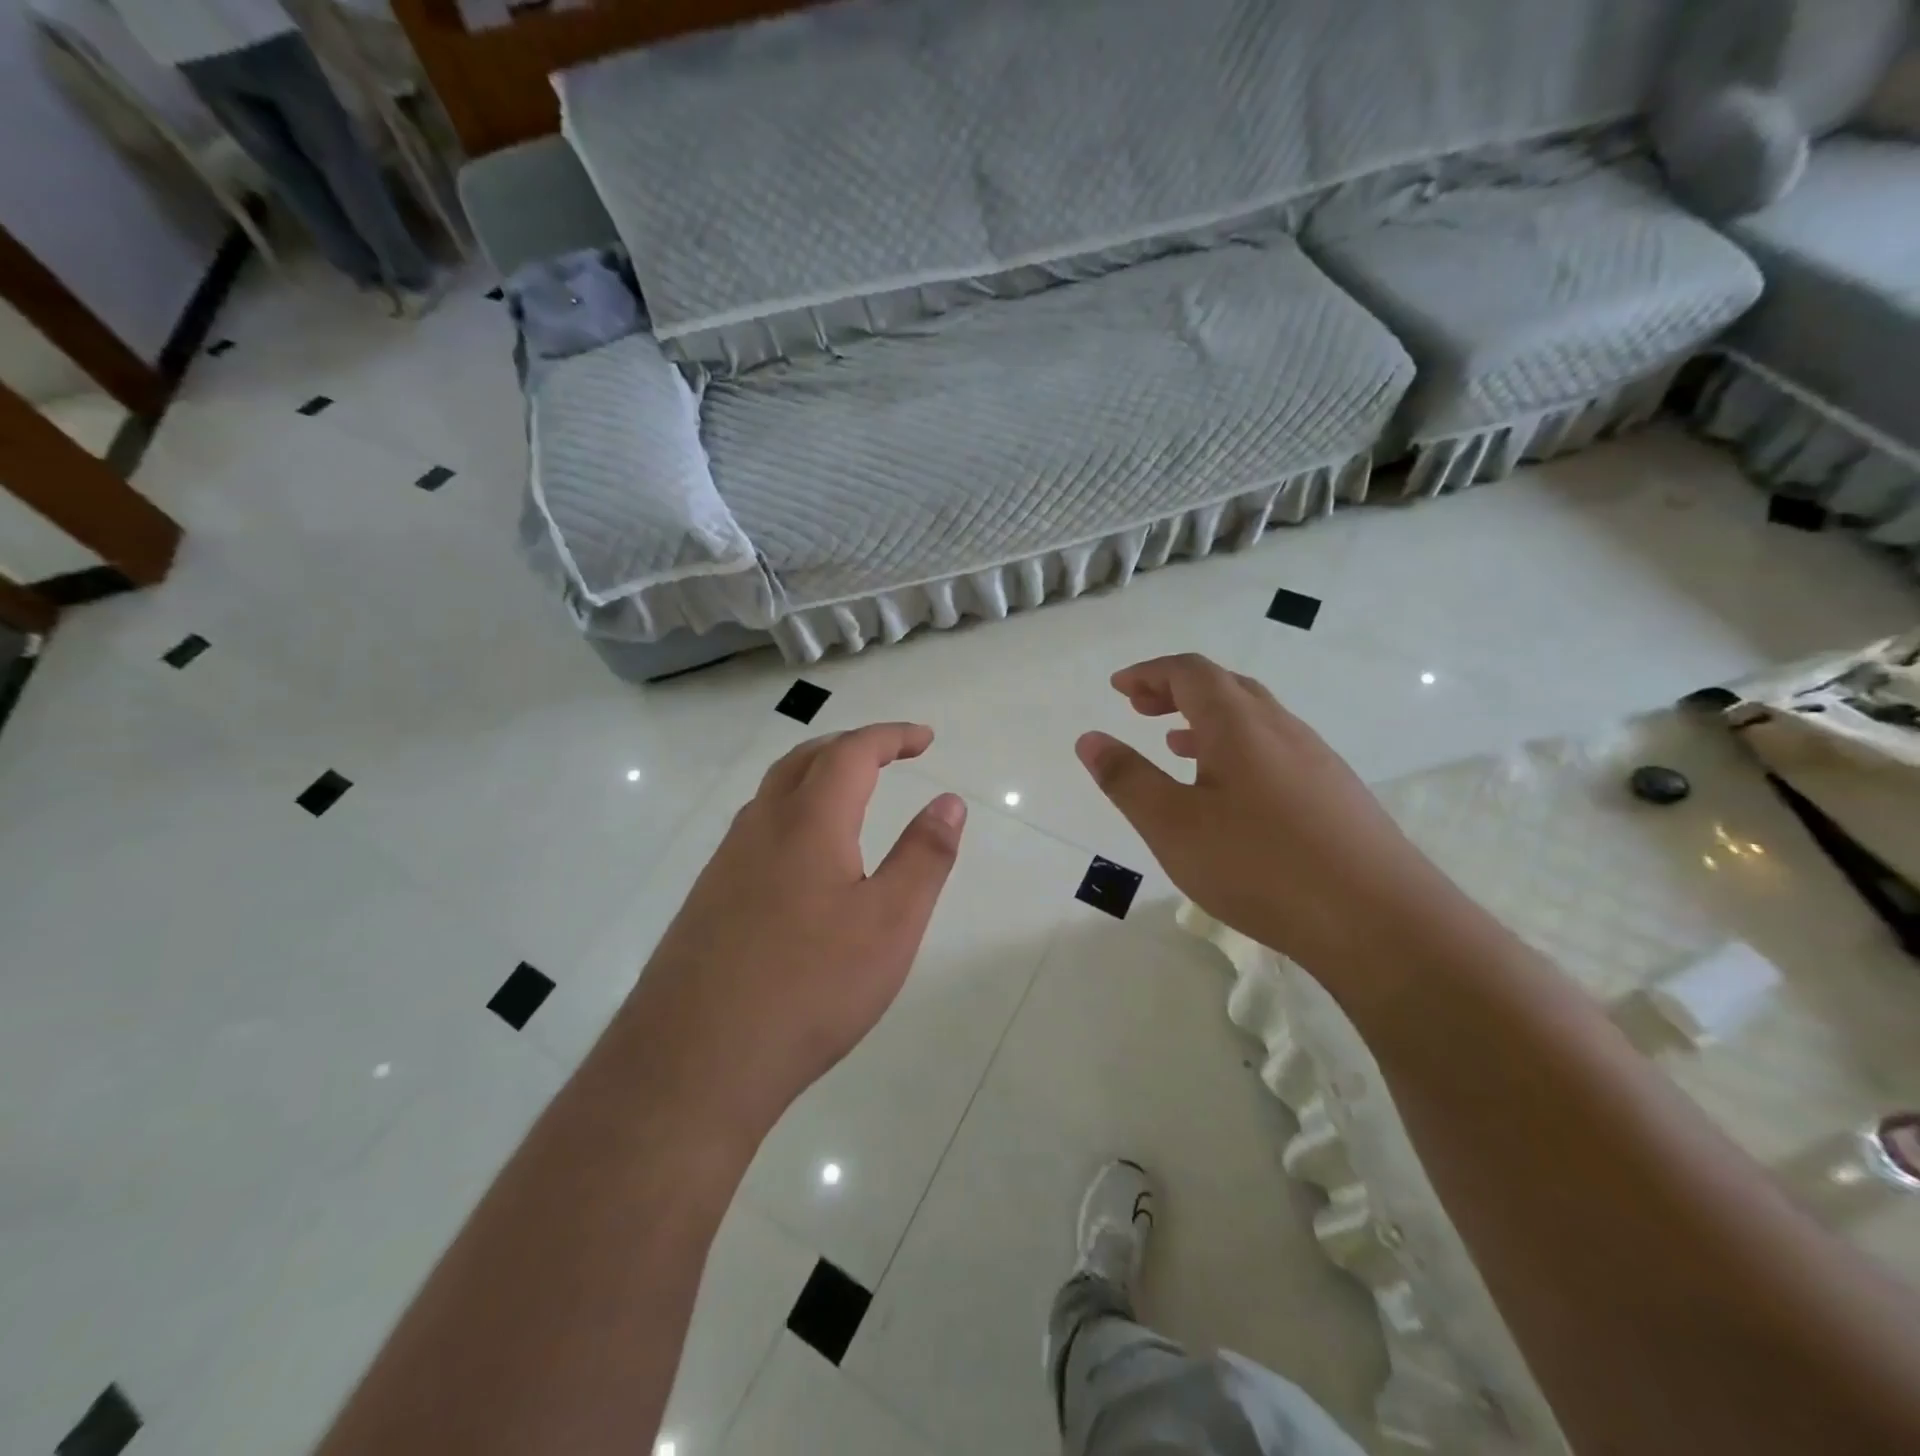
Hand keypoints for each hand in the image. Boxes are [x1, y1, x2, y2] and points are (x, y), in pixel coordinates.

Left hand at [628, 724, 967, 1129]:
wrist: (695, 1063)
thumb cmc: (810, 987)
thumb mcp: (890, 923)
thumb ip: (924, 856)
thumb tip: (948, 801)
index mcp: (808, 821)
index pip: (852, 752)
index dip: (891, 736)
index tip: (925, 738)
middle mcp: (760, 827)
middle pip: (804, 760)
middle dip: (851, 746)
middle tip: (890, 755)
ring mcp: (725, 863)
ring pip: (773, 794)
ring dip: (815, 776)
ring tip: (851, 795)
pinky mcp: (707, 899)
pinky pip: (756, 831)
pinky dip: (792, 814)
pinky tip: (803, 859)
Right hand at [1075, 654, 1451, 985]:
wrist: (1380, 921)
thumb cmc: (1260, 866)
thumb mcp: (1173, 826)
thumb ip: (1127, 779)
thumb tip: (1089, 739)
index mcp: (1238, 724)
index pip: (1190, 672)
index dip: (1149, 673)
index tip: (1118, 687)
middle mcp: (1281, 728)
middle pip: (1225, 686)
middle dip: (1177, 690)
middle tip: (1140, 708)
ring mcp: (1316, 759)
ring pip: (1253, 719)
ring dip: (1207, 720)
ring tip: (1175, 744)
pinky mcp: (1335, 794)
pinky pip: (1275, 749)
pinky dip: (1237, 749)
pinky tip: (1230, 793)